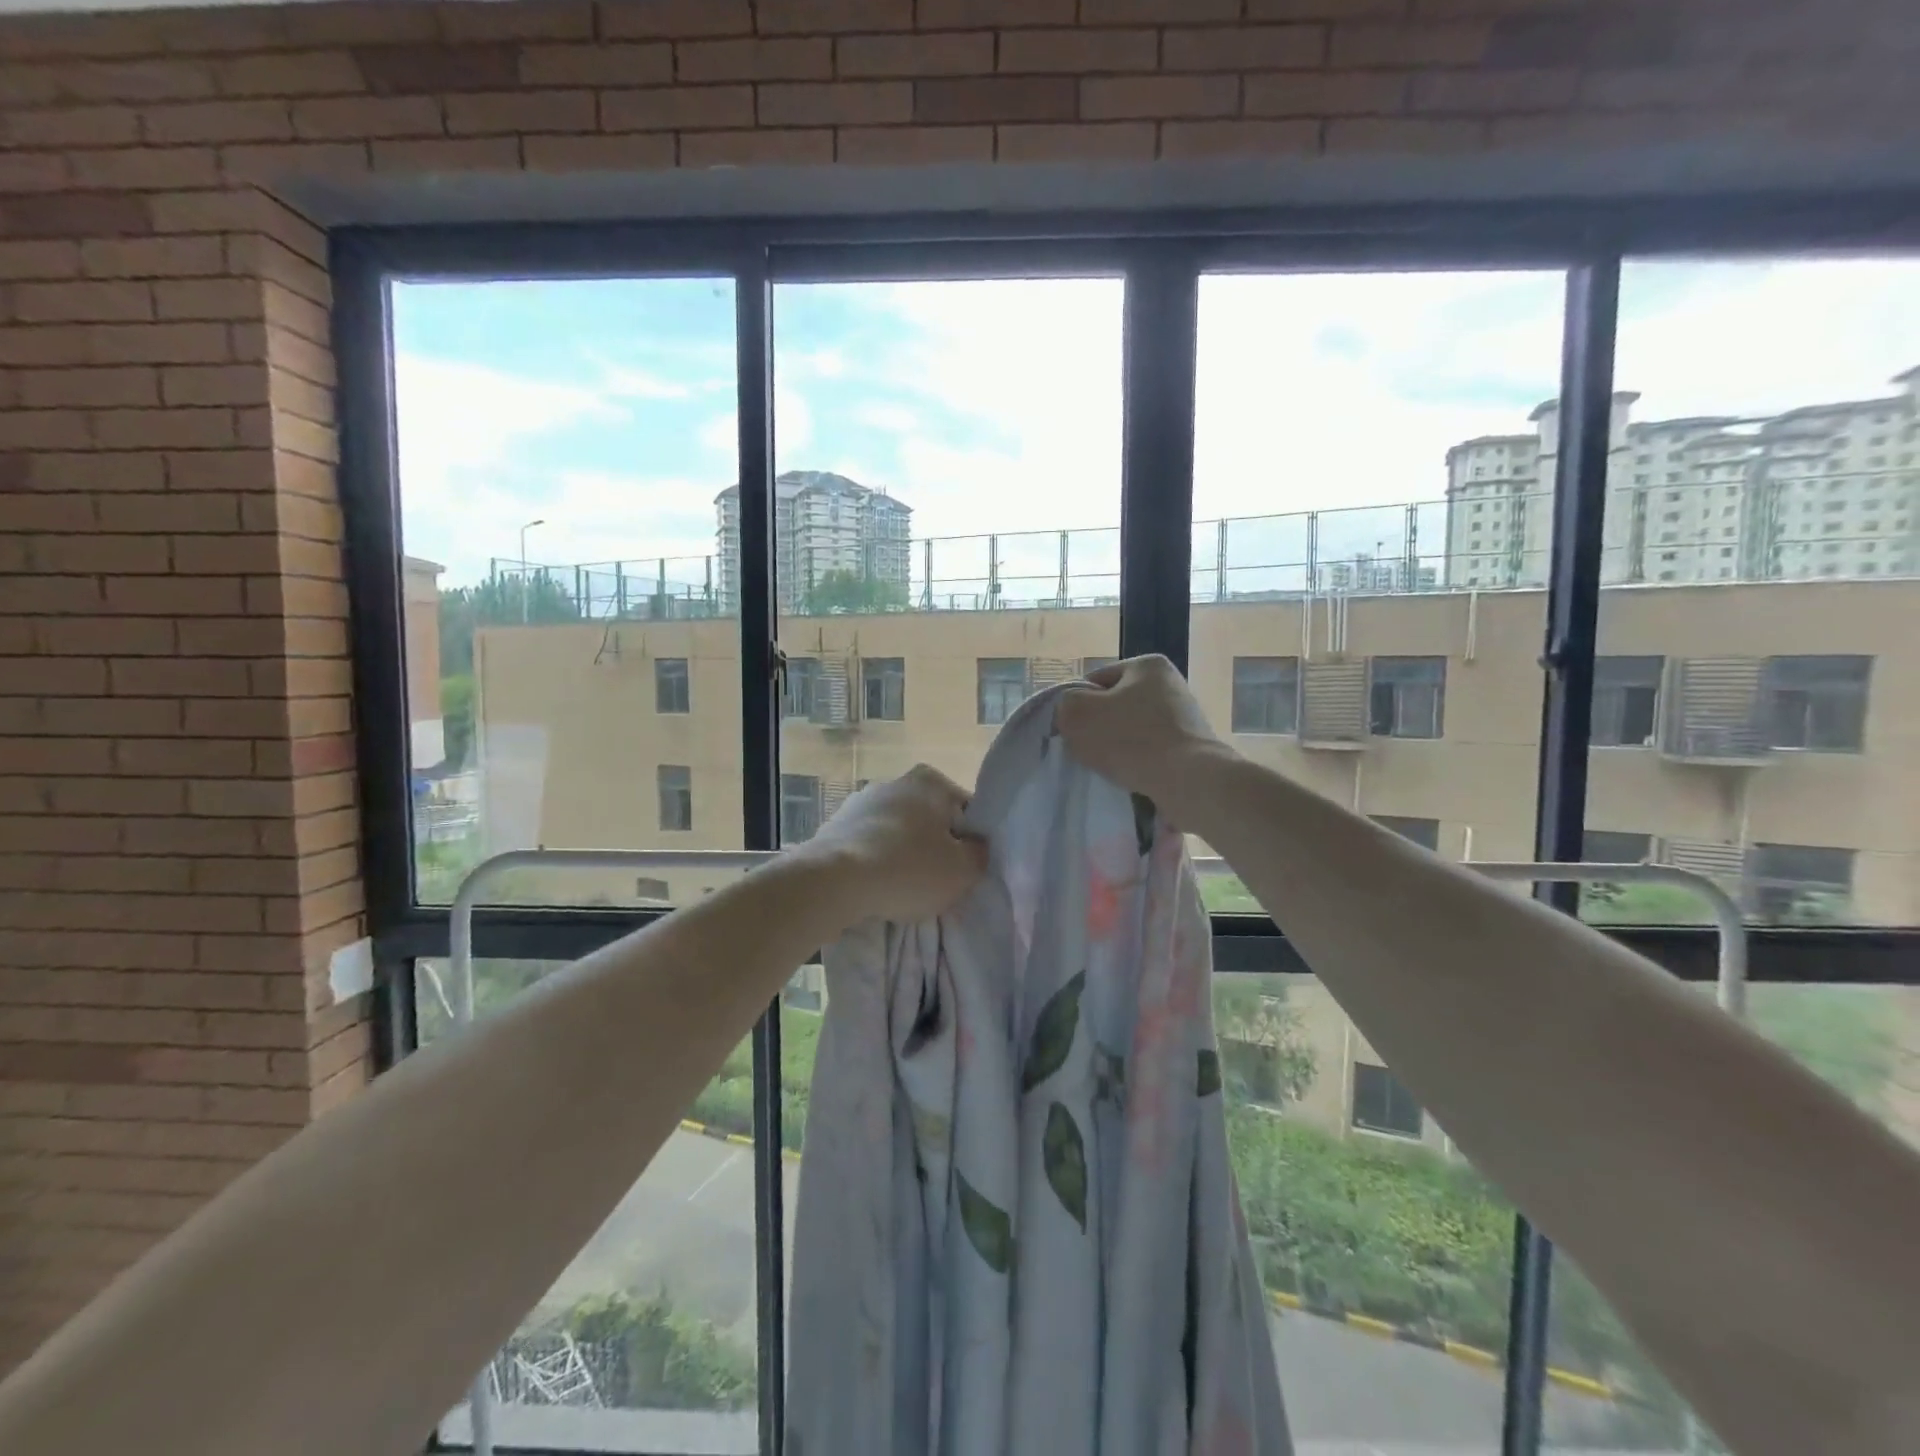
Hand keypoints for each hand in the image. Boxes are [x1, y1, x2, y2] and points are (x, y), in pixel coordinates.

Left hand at [798, 764, 988, 922]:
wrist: (833, 882)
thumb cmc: (907, 869)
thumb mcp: (963, 870)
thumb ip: (979, 854)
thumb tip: (975, 847)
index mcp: (930, 781)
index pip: (966, 811)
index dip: (971, 842)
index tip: (966, 870)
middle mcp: (894, 782)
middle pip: (929, 821)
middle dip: (934, 847)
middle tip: (938, 884)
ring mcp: (859, 803)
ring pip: (896, 834)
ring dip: (902, 857)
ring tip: (904, 892)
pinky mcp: (834, 827)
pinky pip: (868, 847)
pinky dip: (875, 864)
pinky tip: (875, 889)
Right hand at [1056, 654, 1229, 810]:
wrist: (1187, 781)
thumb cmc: (1130, 740)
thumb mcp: (1078, 714)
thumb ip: (1065, 704)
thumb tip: (1072, 713)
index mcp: (1147, 665)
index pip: (1095, 681)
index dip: (1077, 706)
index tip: (1073, 730)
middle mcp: (1170, 684)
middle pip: (1114, 706)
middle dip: (1098, 727)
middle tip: (1088, 750)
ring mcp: (1184, 716)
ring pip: (1131, 730)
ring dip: (1116, 747)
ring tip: (1109, 767)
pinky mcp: (1191, 746)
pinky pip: (1150, 750)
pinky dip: (1137, 761)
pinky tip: (1129, 775)